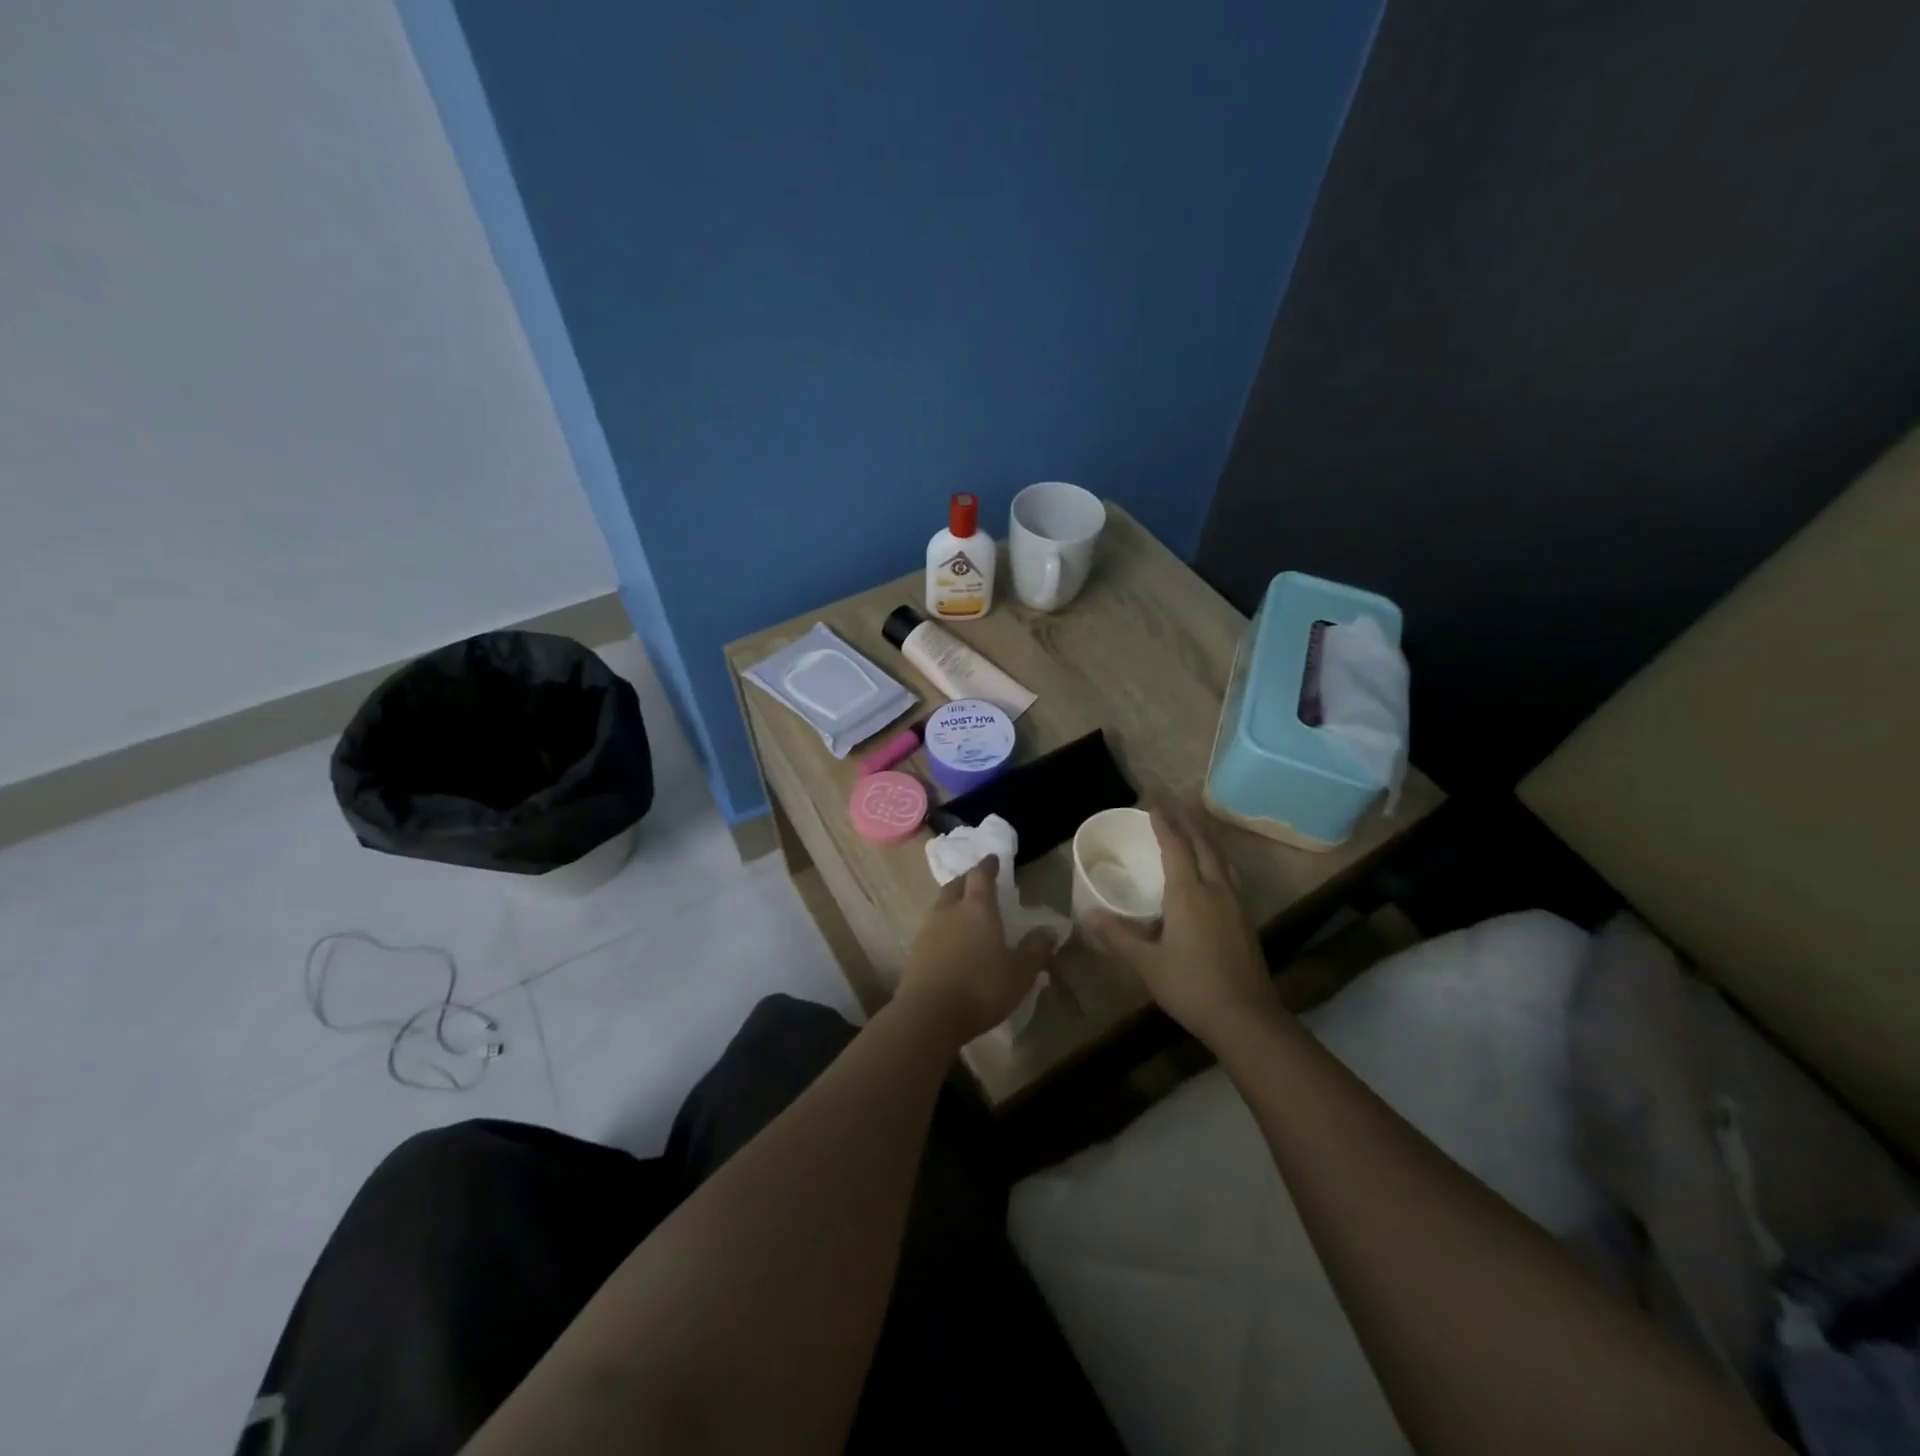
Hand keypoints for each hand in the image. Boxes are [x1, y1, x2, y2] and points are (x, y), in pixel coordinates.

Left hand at [899, 857, 1055, 1044]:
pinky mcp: (915, 951)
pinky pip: (931, 928)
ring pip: (941, 905)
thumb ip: (1036, 949)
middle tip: (978, 883)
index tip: (993, 859)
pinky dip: (943, 927)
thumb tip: (1050, 930)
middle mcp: (949, 910)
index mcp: (977, 907)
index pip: (981, 875)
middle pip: (956, 885)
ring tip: (965, 912)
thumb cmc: (981, 987)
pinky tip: (951, 941)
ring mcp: (928, 929)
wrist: (929, 1015)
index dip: (988, 865)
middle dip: (967, 880)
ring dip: (953, 903)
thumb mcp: (1020, 972)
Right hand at [1085, 810, 1277, 1045]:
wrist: (1246, 1017)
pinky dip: (1218, 860)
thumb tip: (1088, 914)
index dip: (1164, 825)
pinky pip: (1230, 875)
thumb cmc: (1191, 986)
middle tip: (1173, 809)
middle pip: (1203, 845)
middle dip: (1187, 824)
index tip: (1153, 807)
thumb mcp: (1147, 963)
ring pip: (1222, 858)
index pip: (1176, 847)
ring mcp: (1236, 903)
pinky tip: (1215, 871)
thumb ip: (1118, 935)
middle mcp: (1215, 889)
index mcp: (1188, 893)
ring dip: (1206, 839)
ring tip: (1195, 830)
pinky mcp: (1246, 919)